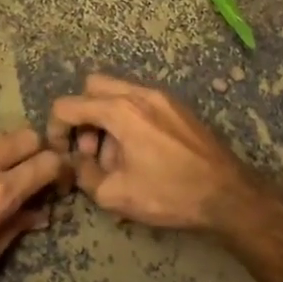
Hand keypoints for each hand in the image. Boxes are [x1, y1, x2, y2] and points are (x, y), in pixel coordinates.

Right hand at [46, 73, 256, 230]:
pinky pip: (140, 102)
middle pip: (93, 87)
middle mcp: (139, 93)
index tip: (60, 153)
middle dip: (82, 115)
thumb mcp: (115, 194)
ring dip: (105, 119)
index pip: (68, 105)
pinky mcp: (178, 107)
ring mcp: (162, 97)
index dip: (55, 129)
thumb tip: (77, 162)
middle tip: (89, 150)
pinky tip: (139, 153)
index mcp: (120, 110)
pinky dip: (128, 119)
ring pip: (118, 93)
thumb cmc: (169, 194)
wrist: (227, 194)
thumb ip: (84, 175)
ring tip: (116, 158)